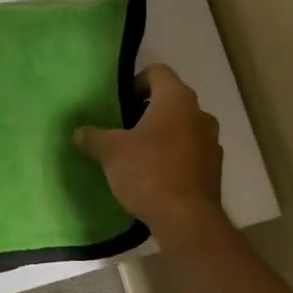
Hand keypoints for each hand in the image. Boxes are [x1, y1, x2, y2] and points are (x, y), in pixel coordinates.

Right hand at [75, 64, 225, 245]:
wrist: (187, 219)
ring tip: (138, 152)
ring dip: (162, 134)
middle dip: (147, 110)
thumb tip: (79, 132)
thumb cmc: (148, 172)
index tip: (120, 101)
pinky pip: (190, 151)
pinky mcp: (214, 168)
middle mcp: (199, 114)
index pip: (157, 72)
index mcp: (176, 99)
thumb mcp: (111, 152)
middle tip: (123, 127)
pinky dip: (174, 155)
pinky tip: (155, 174)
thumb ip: (93, 137)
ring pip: (182, 126)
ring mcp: (211, 142)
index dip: (136, 81)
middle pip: (171, 100)